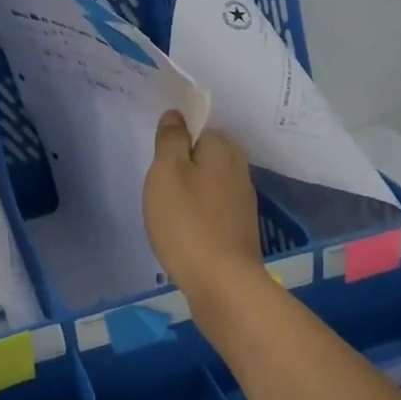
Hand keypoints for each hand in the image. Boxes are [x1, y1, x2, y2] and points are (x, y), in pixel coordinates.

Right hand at [142, 111, 265, 320]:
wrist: (222, 284)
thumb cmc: (187, 222)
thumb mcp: (167, 173)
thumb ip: (170, 140)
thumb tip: (176, 115)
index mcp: (223, 149)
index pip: (198, 127)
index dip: (175, 140)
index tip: (157, 161)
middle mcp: (239, 169)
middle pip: (205, 154)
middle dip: (183, 164)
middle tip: (158, 185)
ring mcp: (243, 201)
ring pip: (209, 182)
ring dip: (190, 190)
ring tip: (167, 210)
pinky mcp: (240, 228)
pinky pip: (214, 207)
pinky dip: (198, 213)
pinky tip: (184, 229)